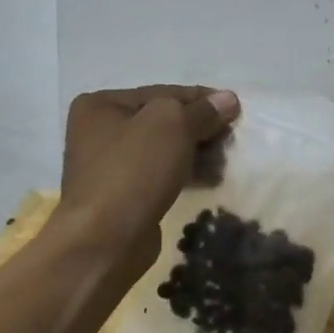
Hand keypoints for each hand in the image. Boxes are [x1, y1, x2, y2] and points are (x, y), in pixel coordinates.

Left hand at [54, 85, 239, 281]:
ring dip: (195, 152)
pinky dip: (184, 174)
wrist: (104, 240)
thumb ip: (201, 110)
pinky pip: (159, 175)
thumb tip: (228, 99)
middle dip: (199, 127)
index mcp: (100, 105)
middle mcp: (98, 131)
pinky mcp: (122, 196)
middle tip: (232, 136)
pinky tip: (210, 179)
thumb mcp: (172, 125)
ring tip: (226, 160)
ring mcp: (108, 166)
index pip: (161, 93)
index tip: (235, 107)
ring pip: (162, 150)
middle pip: (161, 121)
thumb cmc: (133, 169)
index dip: (200, 98)